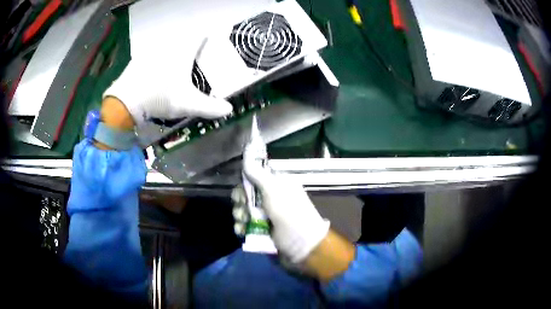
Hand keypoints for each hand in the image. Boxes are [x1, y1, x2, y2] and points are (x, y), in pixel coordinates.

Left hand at [103, 37, 232, 125]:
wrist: (126, 102)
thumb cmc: (159, 98)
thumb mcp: (187, 105)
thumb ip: (210, 107)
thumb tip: (229, 110)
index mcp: (182, 52)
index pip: (200, 35)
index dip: (208, 34)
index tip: (213, 36)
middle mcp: (168, 46)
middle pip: (183, 38)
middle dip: (191, 43)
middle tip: (195, 52)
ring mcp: (151, 51)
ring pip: (167, 44)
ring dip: (173, 48)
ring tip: (176, 61)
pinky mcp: (138, 59)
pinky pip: (152, 53)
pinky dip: (157, 57)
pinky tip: (156, 68)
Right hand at [241, 148, 329, 263]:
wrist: (302, 246)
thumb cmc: (290, 215)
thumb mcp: (274, 191)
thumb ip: (258, 173)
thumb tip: (247, 150)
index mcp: (277, 185)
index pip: (254, 177)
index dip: (245, 183)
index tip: (243, 191)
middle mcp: (271, 198)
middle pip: (246, 194)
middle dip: (241, 202)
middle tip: (245, 210)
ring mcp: (266, 214)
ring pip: (243, 209)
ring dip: (240, 216)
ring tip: (244, 224)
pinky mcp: (262, 229)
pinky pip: (245, 224)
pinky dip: (242, 227)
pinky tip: (242, 231)